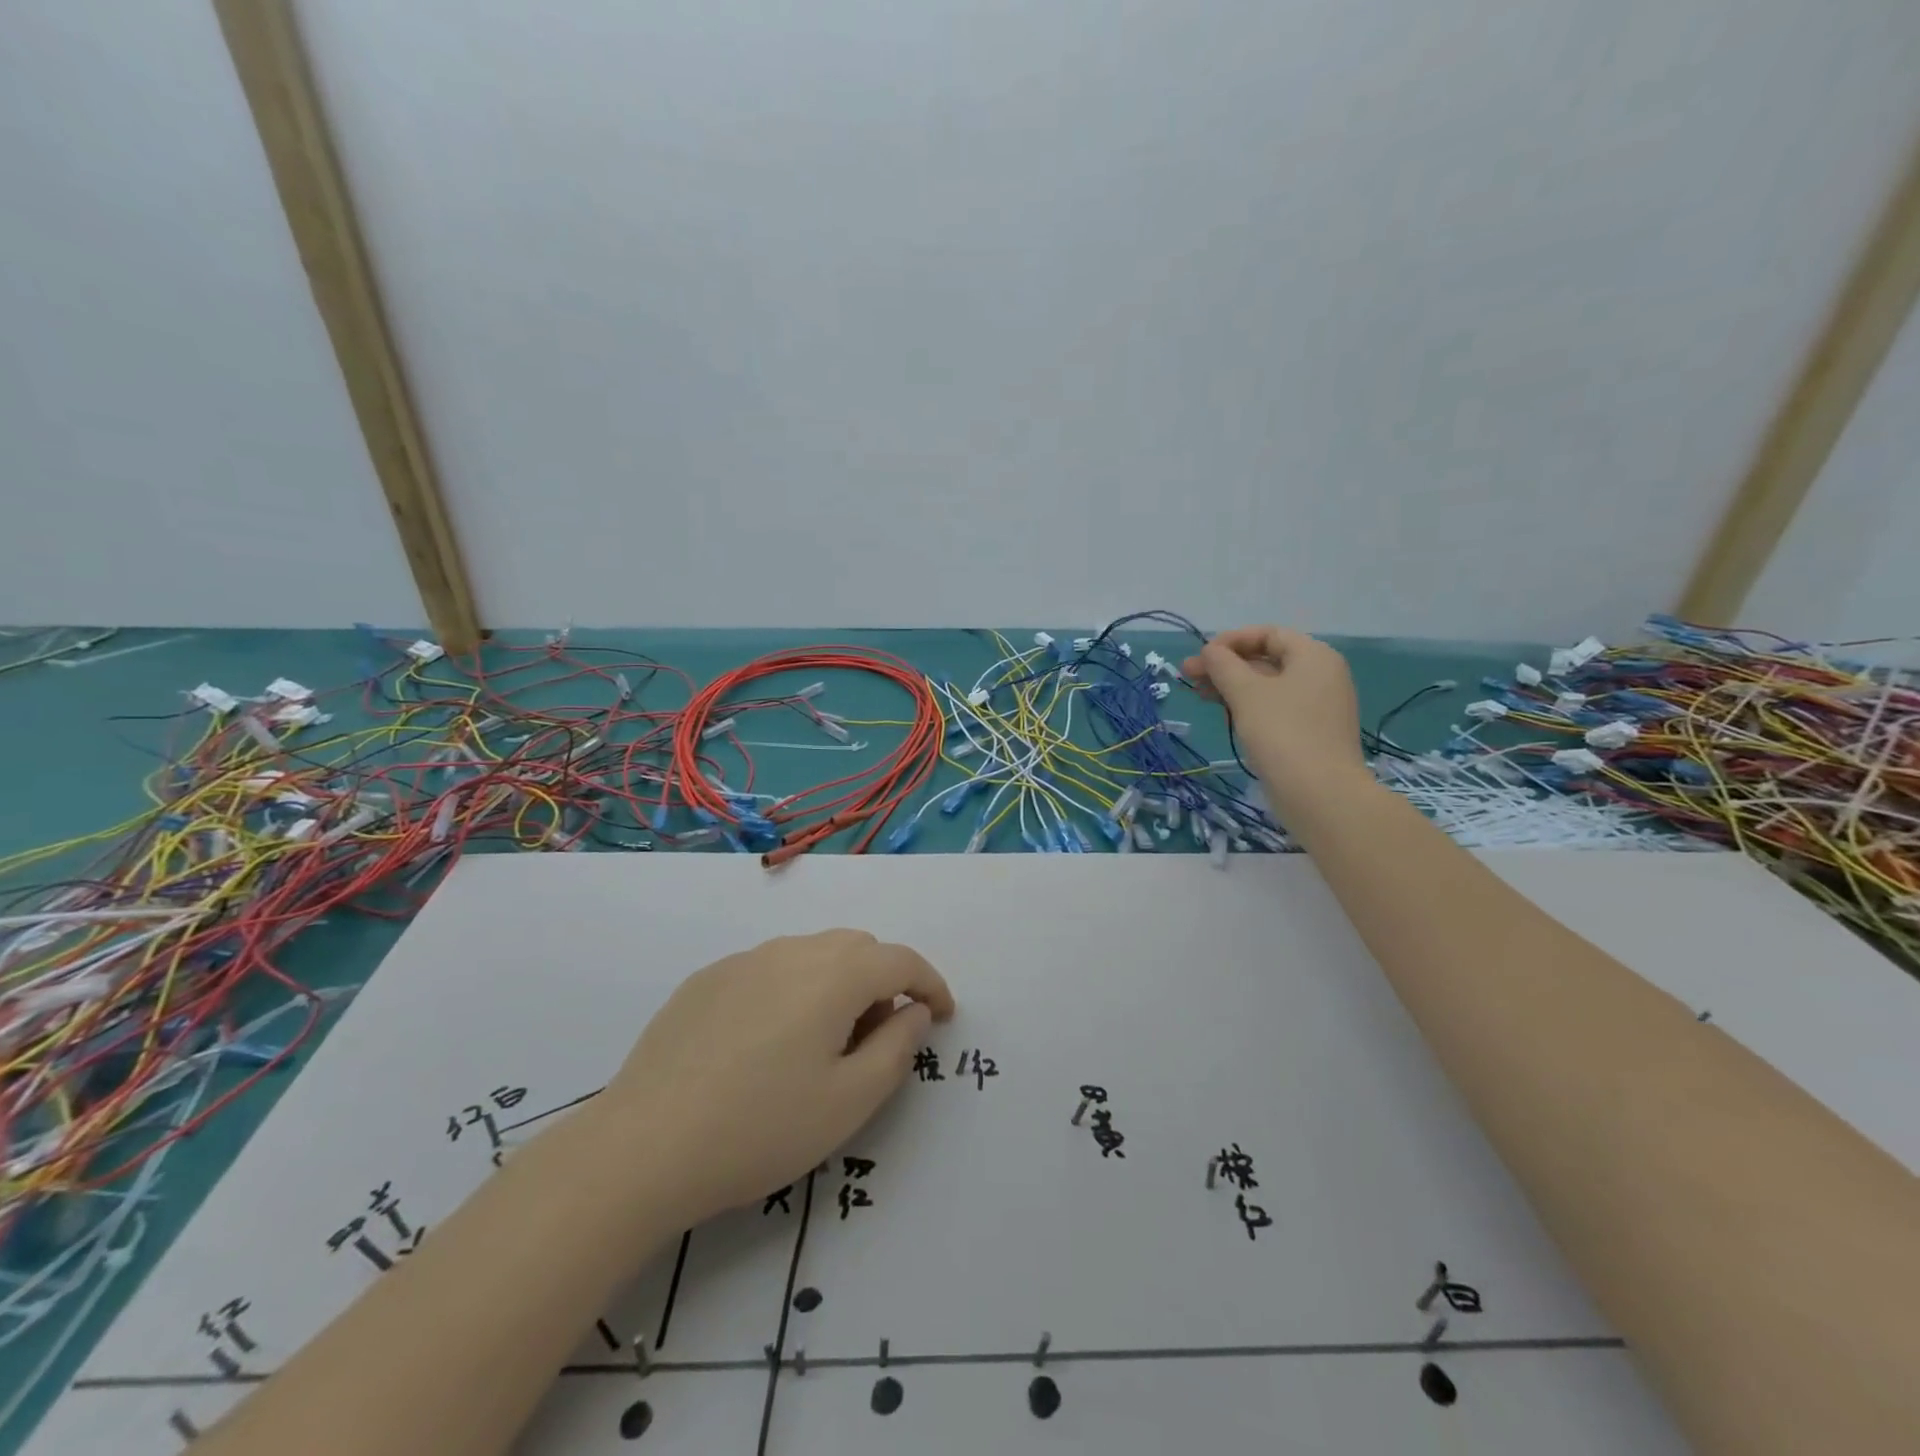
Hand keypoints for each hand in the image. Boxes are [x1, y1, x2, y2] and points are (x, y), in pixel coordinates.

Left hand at [598, 930, 954, 1226]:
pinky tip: (767, 1041)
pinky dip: (792, 988)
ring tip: (823, 1040)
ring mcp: (743, 961)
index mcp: (834, 975)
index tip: (942, 1015)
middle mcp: (791, 951)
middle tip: (878, 1036)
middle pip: (856, 947)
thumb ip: (898, 1047)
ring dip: (837, 981)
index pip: (900, 960)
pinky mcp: (706, 979)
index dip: (930, 984)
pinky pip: (769, 968)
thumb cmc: (760, 1128)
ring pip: (811, 953)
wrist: (642, 1148)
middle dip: (882, 981)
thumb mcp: (849, 1102)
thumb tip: (913, 1011)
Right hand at [1182, 626, 1365, 798]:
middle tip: (1188, 676)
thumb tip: (1210, 651)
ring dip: (1232, 686)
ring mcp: (1318, 706)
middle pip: (1266, 658)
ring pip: (1268, 685)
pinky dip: (1248, 705)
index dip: (1230, 641)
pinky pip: (1275, 707)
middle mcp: (1321, 675)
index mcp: (1313, 656)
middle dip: (1226, 665)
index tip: (1201, 657)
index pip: (1267, 634)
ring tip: (1198, 695)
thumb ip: (1223, 665)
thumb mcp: (1246, 693)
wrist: (1320, 795)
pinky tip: (1224, 713)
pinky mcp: (1310, 732)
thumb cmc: (1282, 733)